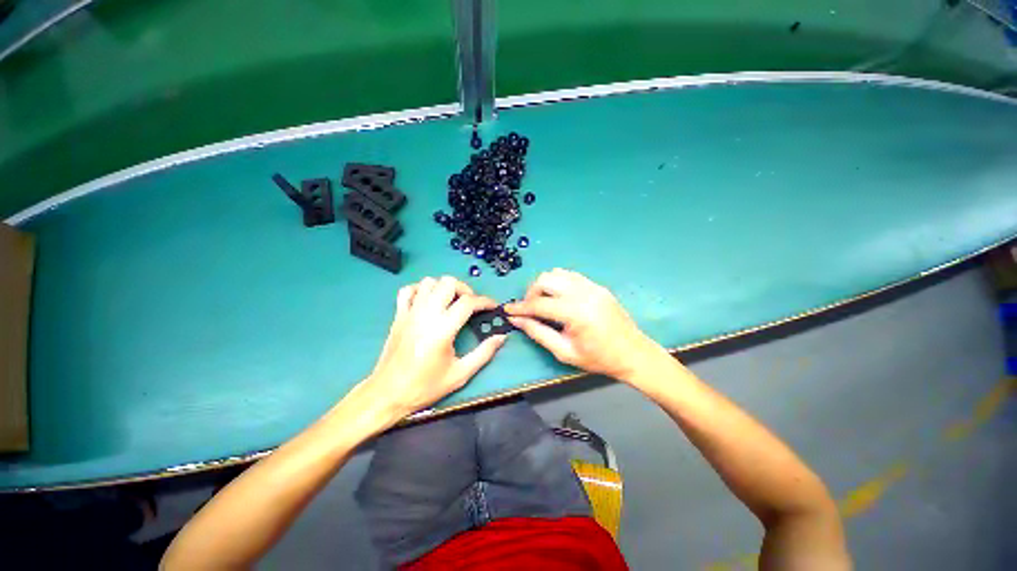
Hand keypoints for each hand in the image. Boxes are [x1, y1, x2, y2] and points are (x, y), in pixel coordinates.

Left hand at [362, 276, 505, 417]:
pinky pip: (408, 290)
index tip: (492, 306)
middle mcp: (426, 315)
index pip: (468, 302)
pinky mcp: (398, 315)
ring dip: (444, 287)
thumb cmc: (425, 386)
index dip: (485, 301)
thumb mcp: (460, 374)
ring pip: (429, 282)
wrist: (388, 394)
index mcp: (442, 329)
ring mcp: (410, 313)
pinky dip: (421, 289)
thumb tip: (501, 337)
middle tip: (471, 304)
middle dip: (465, 289)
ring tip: (451, 302)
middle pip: (448, 283)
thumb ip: (484, 353)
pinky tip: (429, 301)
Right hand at [504, 269, 661, 380]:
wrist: (633, 354)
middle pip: (546, 279)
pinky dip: (558, 283)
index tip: (507, 310)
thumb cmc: (598, 359)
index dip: (520, 307)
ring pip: (557, 273)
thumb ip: (538, 333)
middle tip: (529, 309)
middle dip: (531, 292)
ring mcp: (592, 287)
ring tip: (543, 302)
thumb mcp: (564, 352)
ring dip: (544, 285)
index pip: (539, 304)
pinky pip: (571, 276)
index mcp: (576, 313)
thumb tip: (517, 320)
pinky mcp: (597, 286)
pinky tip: (558, 297)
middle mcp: (583, 293)